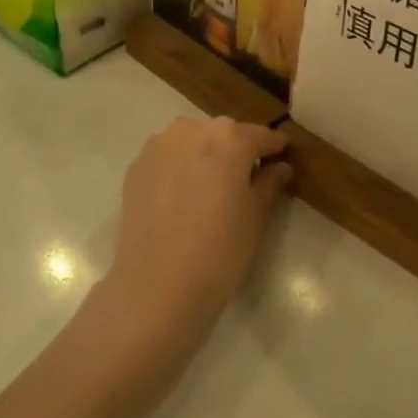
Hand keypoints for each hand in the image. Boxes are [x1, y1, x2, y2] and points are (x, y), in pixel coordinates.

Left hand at [106, 116, 291, 333]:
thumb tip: (280, 167)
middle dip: (237, 150)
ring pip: (192, 141)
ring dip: (205, 155)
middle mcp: (193, 130)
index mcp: (229, 139)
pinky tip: (181, 197)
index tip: (281, 158)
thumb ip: (270, 183)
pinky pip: (167, 157)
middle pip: (224, 133)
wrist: (156, 288)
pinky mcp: (136, 166)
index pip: (261, 135)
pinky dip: (178, 167)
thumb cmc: (219, 252)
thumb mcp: (256, 218)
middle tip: (244, 180)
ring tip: (209, 188)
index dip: (274, 148)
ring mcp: (159, 145)